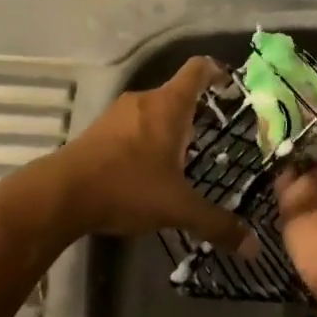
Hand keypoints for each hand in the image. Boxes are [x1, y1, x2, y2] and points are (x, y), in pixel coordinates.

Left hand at [33, 57, 256, 256]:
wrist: (62, 193)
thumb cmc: (128, 187)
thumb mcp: (178, 208)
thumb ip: (216, 224)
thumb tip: (254, 247)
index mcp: (168, 106)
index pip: (197, 69)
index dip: (216, 71)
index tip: (230, 84)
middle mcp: (144, 100)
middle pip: (176, 92)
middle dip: (196, 111)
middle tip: (214, 135)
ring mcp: (118, 113)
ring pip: (152, 111)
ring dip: (168, 127)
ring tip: (182, 157)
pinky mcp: (98, 130)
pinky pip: (132, 126)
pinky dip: (145, 139)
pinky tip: (147, 169)